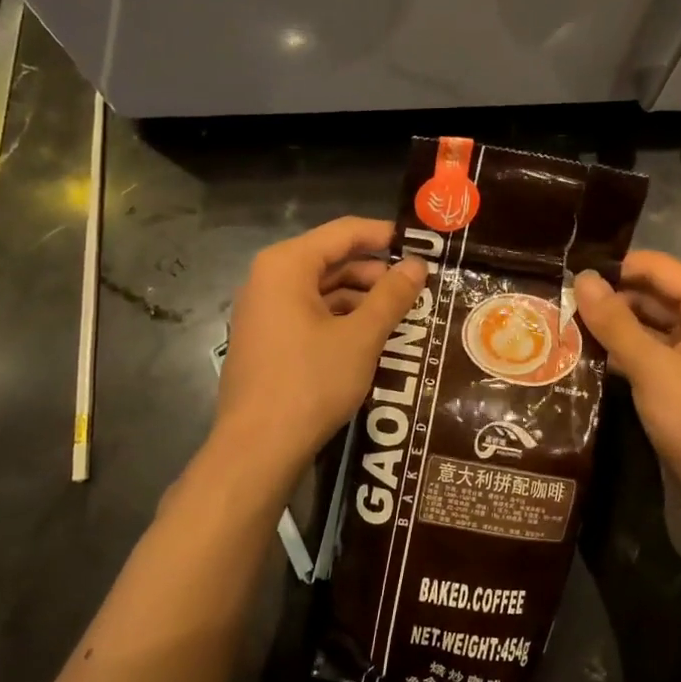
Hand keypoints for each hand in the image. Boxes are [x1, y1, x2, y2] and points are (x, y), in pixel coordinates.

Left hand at [214, 217, 427, 478]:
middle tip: (420, 286)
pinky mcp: (267, 340)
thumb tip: (417, 265)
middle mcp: (268, 279)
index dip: (385, 235)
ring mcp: (264, 311)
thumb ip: (391, 296)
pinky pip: (310, 314)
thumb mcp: (361, 337)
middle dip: (376, 272)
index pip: (344, 232)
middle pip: (332, 259)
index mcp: (286, 266)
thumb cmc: (310, 383)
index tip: (423, 245)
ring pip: (323, 289)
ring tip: (403, 313)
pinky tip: (372, 337)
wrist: (257, 449)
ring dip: (362, 298)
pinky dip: (342, 319)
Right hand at [574, 251, 680, 499]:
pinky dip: (621, 351)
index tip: (568, 275)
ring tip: (562, 326)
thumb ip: (615, 322)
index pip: (657, 267)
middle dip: (609, 298)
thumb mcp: (652, 367)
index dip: (615, 268)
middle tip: (558, 304)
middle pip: (651, 293)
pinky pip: (648, 350)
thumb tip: (581, 278)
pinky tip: (584, 355)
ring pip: (646, 323)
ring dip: (611, 326)